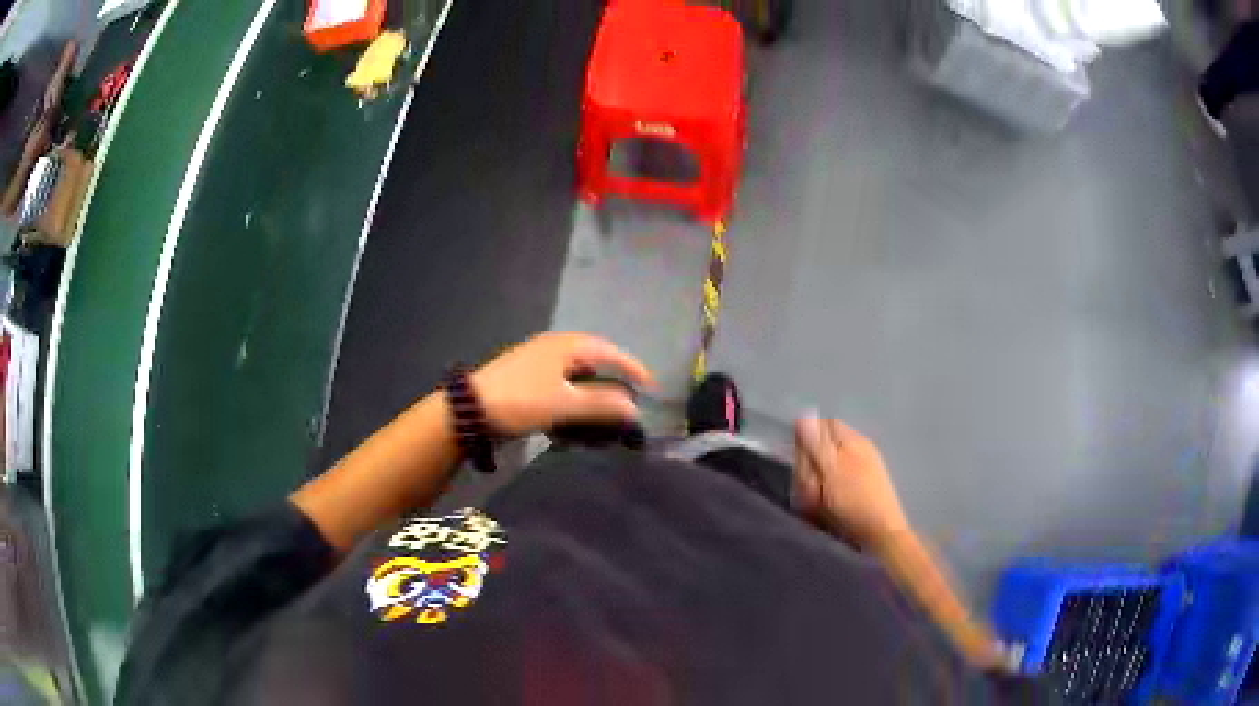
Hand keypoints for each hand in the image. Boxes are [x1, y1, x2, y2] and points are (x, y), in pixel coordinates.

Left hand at [470, 332, 654, 436]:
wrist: (469, 410)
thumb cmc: (521, 401)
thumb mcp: (565, 404)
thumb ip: (602, 404)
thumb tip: (635, 408)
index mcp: (565, 345)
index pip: (609, 351)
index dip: (633, 368)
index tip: (652, 386)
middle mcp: (553, 346)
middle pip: (593, 358)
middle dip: (614, 377)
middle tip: (632, 396)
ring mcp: (537, 360)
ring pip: (576, 372)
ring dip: (594, 388)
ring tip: (608, 407)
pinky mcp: (526, 377)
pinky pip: (561, 382)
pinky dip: (575, 395)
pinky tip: (577, 413)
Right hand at [793, 417, 911, 549]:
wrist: (881, 535)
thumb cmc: (856, 501)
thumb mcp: (831, 471)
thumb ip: (816, 445)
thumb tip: (803, 417)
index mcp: (853, 441)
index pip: (824, 426)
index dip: (807, 439)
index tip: (798, 460)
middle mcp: (858, 452)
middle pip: (823, 449)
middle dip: (810, 468)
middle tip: (810, 488)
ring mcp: (861, 472)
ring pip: (826, 470)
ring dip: (815, 486)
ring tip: (816, 504)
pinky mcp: (860, 491)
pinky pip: (834, 486)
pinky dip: (825, 497)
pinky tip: (825, 511)